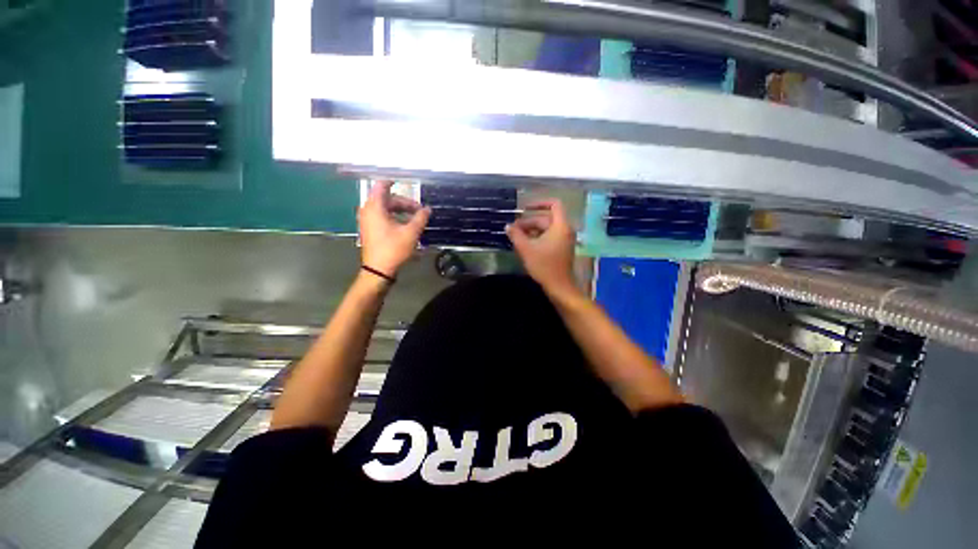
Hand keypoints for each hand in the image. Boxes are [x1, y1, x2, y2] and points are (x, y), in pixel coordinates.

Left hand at [359, 181, 430, 276]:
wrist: (378, 270)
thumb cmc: (394, 249)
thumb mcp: (411, 232)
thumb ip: (420, 218)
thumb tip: (427, 209)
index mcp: (375, 207)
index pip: (382, 185)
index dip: (394, 182)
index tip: (407, 183)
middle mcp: (368, 211)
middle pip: (386, 199)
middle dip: (404, 202)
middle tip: (419, 211)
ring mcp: (367, 221)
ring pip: (385, 209)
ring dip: (400, 211)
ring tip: (415, 219)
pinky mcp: (369, 230)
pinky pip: (382, 217)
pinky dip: (394, 217)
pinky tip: (406, 226)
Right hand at [506, 199, 578, 296]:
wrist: (559, 287)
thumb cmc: (544, 266)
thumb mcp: (526, 249)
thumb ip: (516, 235)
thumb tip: (508, 226)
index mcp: (560, 226)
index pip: (554, 204)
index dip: (539, 203)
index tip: (524, 208)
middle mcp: (565, 230)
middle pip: (546, 219)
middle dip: (529, 222)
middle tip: (513, 229)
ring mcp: (564, 240)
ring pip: (546, 229)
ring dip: (531, 231)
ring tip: (516, 238)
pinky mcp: (561, 249)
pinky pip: (549, 238)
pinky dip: (537, 238)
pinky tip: (525, 245)